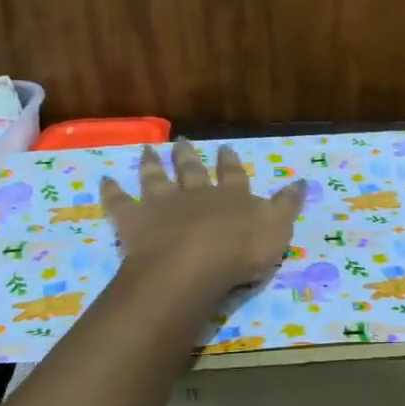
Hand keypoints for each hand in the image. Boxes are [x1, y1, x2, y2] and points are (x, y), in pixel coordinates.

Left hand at [101, 140, 304, 292]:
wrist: (194, 264)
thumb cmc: (240, 250)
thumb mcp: (277, 228)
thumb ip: (287, 205)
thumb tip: (300, 181)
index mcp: (231, 197)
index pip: (233, 175)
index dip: (229, 162)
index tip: (226, 148)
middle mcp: (196, 194)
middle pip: (191, 171)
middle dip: (188, 156)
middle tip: (182, 140)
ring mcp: (163, 205)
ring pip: (157, 179)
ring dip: (152, 164)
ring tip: (147, 148)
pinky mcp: (135, 221)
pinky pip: (119, 203)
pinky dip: (111, 191)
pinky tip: (103, 179)